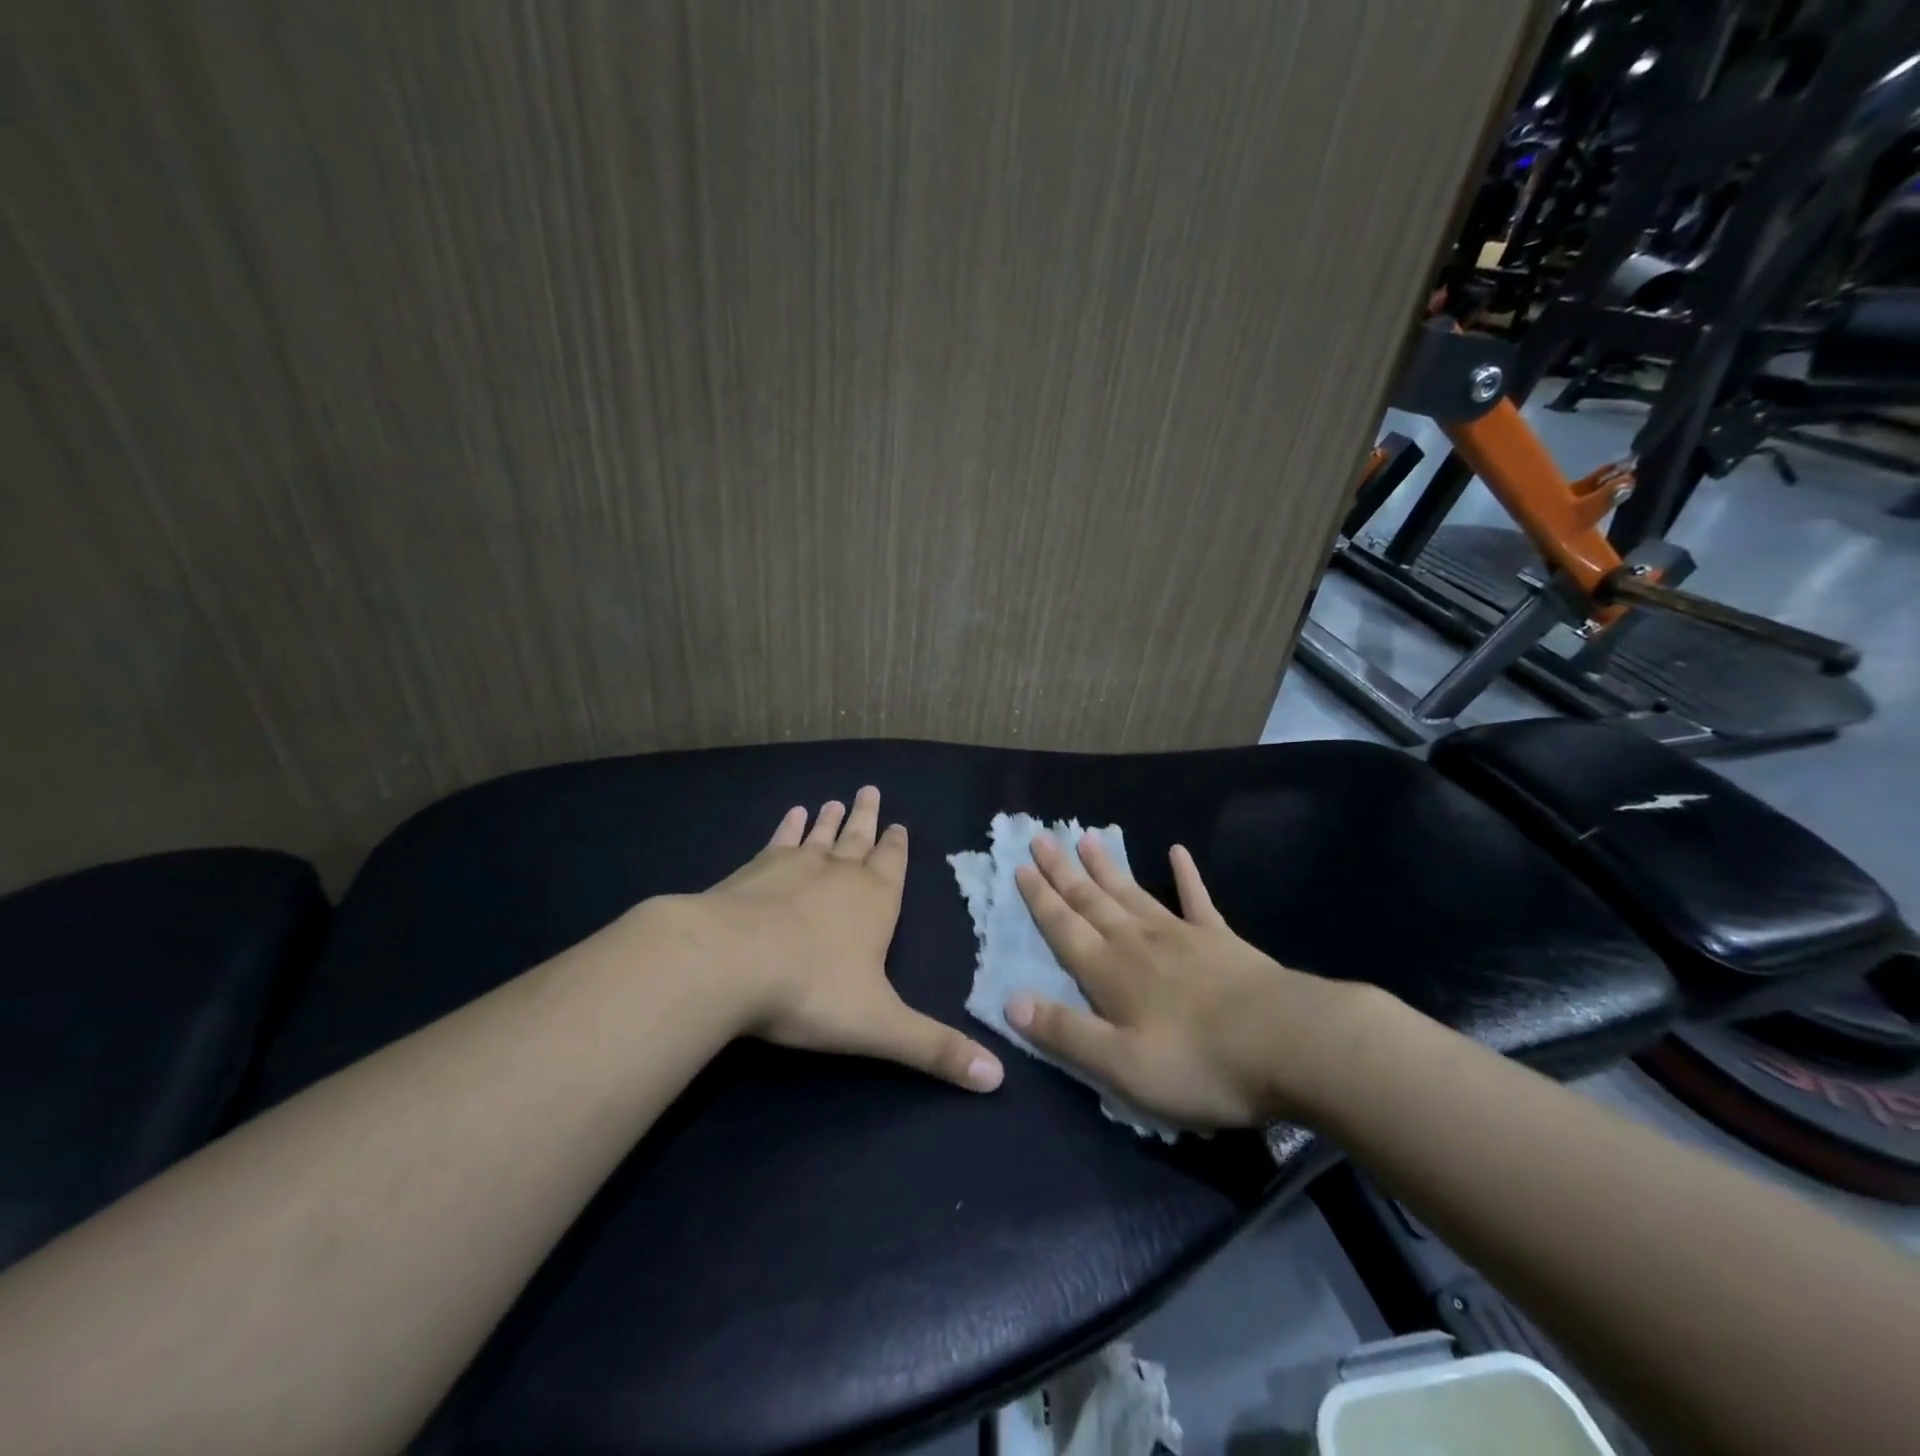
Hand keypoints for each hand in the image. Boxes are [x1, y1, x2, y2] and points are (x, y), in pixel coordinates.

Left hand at [675, 786, 1003, 1092]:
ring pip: (819, 836)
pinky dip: (786, 827)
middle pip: (858, 839)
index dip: (897, 846)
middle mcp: (838, 874)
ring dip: (829, 819)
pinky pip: (778, 841)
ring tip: (834, 800)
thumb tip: (998, 1079)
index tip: (900, 824)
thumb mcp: (880, 1027)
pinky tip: (790, 815)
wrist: (727, 962)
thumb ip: (935, 1050)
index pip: (893, 865)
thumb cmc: (811, 991)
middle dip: (867, 819)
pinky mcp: (752, 871)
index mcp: (874, 901)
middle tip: (870, 790)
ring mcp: (793, 867)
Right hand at [1009, 834, 1363, 1127]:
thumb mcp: (1121, 1065)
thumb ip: (1065, 1032)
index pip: (1064, 928)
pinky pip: (1197, 900)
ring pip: (1132, 893)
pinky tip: (1176, 851)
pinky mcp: (1221, 940)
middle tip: (1041, 838)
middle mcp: (1137, 943)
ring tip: (1086, 837)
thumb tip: (1010, 1001)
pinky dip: (1185, 875)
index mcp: (1110, 973)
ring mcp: (1181, 936)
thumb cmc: (1199, 1064)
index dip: (1039, 899)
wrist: (1289, 1044)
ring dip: (1106, 867)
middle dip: (1063, 871)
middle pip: (1091, 901)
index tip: (1020, 867)